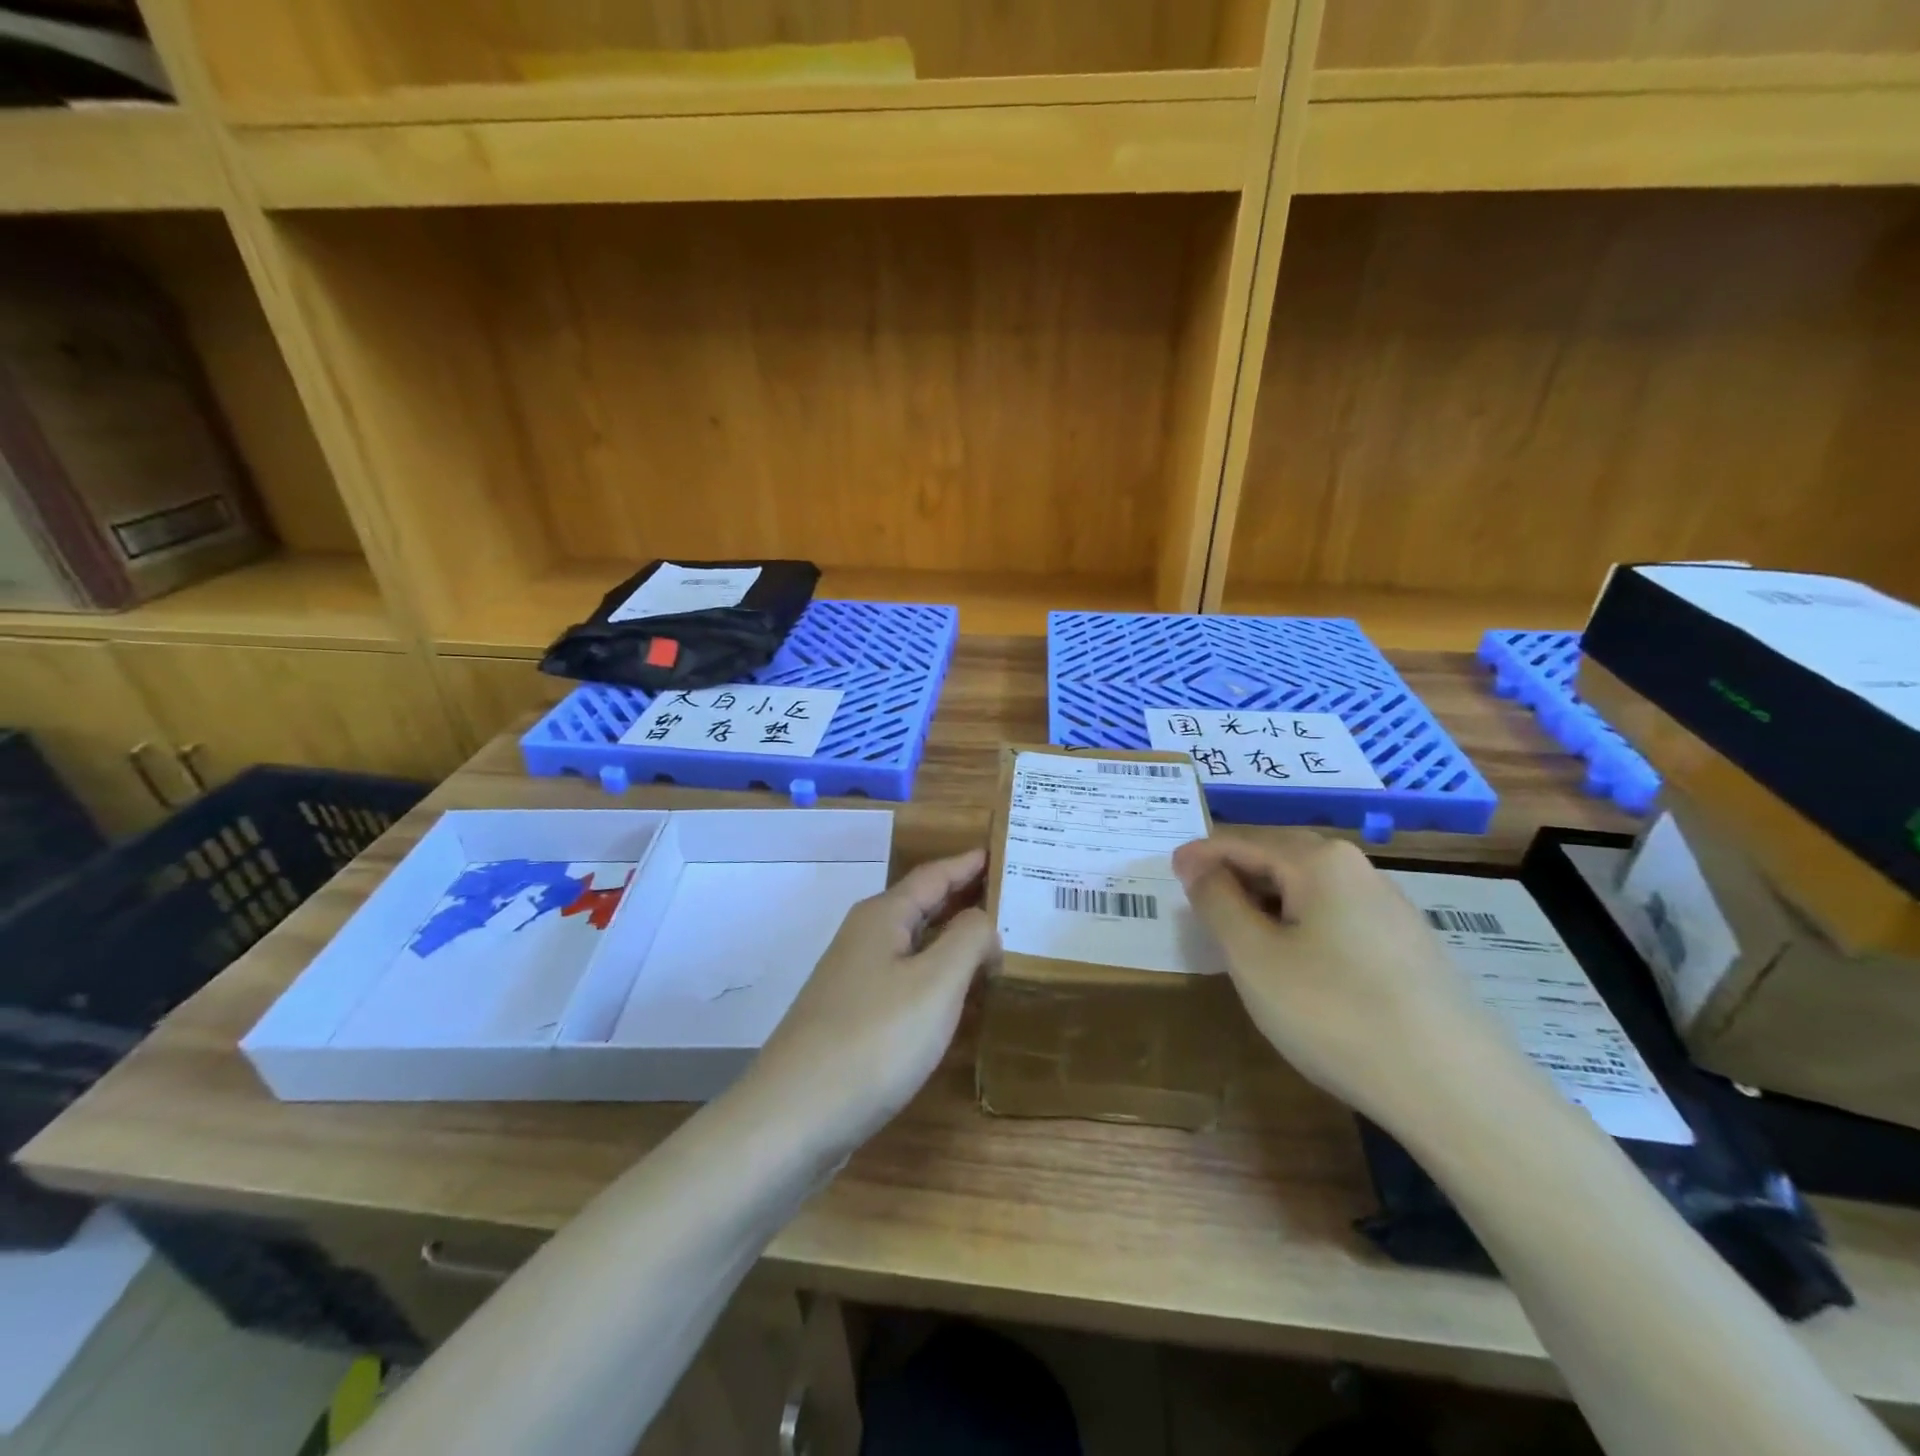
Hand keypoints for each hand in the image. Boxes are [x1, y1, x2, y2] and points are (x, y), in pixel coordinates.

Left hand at [750, 849, 998, 1147]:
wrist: (794, 1117)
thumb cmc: (874, 1040)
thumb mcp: (936, 983)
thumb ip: (969, 939)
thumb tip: (984, 922)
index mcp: (883, 916)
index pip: (935, 875)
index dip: (970, 863)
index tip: (1003, 852)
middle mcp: (865, 937)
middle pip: (922, 905)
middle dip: (964, 897)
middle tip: (1012, 895)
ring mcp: (855, 978)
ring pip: (914, 943)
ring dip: (952, 937)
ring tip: (995, 940)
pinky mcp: (853, 1016)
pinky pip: (906, 978)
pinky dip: (937, 974)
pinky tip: (957, 995)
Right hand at [1172, 833, 1524, 1123]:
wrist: (1455, 1090)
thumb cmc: (1334, 1012)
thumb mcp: (1253, 957)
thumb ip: (1216, 901)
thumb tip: (1197, 865)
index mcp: (1318, 859)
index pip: (1240, 840)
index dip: (1198, 856)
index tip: (1168, 875)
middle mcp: (1357, 868)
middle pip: (1277, 855)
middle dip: (1233, 875)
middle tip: (1198, 904)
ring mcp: (1389, 906)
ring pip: (1308, 888)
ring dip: (1266, 901)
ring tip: (1240, 936)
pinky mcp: (1408, 945)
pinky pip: (1335, 915)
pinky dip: (1299, 924)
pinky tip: (1296, 963)